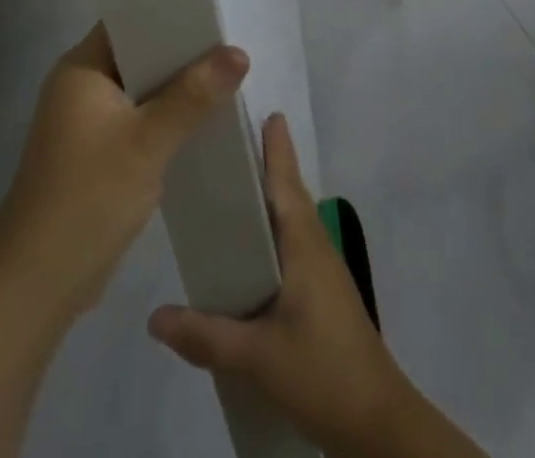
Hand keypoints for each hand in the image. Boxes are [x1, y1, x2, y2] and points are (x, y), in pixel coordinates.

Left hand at [0, 23, 249, 322]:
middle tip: (231, 44)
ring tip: (227, 76)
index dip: (168, 11)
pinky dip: (167, 118)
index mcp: (81, 68)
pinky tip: (203, 121)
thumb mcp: (146, 143)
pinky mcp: (98, 153)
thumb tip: (238, 52)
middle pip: (139, 53)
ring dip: (177, 87)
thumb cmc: (87, 198)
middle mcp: (82, 85)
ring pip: (142, 89)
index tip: (213, 9)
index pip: (129, 20)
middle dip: (182, 51)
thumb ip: (193, 96)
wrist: (38, 285)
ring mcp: (88, 121)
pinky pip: (139, 119)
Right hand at [146, 114, 410, 456]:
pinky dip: (271, 232)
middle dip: (264, 165)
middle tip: (227, 144)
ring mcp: (323, 270)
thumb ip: (206, 335)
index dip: (274, 145)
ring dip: (268, 199)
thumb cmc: (323, 371)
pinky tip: (248, 253)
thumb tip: (154, 317)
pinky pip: (292, 245)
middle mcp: (316, 245)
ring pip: (291, 220)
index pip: (286, 180)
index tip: (260, 109)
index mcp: (304, 243)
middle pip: (288, 193)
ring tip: (229, 191)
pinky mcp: (322, 294)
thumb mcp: (259, 357)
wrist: (379, 424)